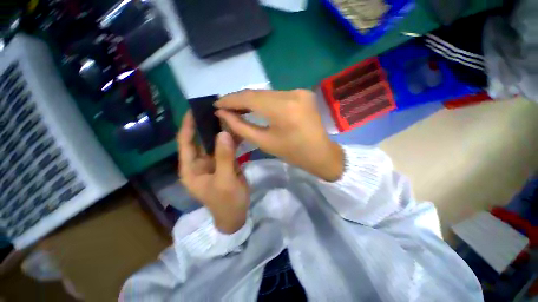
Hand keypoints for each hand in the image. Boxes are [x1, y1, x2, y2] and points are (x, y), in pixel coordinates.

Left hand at [178, 111, 249, 233]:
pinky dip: (231, 139)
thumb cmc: (226, 201)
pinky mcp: (225, 162)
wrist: (237, 214)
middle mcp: (199, 163)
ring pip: (215, 142)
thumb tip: (223, 133)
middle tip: (216, 108)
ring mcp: (213, 162)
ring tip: (228, 115)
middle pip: (201, 139)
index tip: (194, 110)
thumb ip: (224, 158)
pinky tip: (238, 129)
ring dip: (221, 130)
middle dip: (207, 125)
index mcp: (191, 168)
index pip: (185, 142)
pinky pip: (227, 147)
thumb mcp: (225, 181)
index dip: (188, 125)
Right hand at [215, 89, 343, 181]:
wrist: (321, 154)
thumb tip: (223, 114)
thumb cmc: (293, 153)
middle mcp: (292, 94)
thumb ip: (242, 126)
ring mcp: (299, 91)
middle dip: (239, 99)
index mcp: (283, 109)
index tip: (216, 103)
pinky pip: (277, 96)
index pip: (250, 98)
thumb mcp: (265, 142)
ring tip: (237, 107)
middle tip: (224, 106)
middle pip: (258, 93)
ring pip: (267, 93)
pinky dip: (264, 101)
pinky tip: (256, 107)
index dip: (231, 99)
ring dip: (251, 100)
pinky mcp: (303, 93)